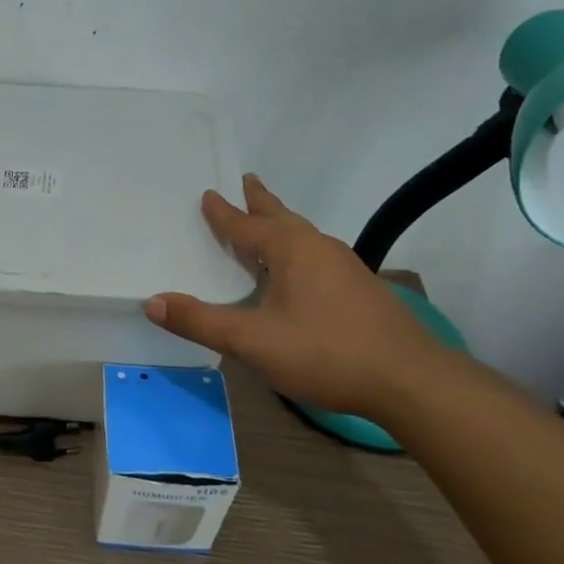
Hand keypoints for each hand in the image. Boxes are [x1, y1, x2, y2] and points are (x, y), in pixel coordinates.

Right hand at [144, 175, 451, 420]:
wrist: (411, 381)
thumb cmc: (325, 353)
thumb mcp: (252, 342)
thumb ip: (201, 322)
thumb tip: (152, 303)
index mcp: (290, 250)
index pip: (246, 226)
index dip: (223, 213)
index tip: (208, 194)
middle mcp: (318, 248)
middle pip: (282, 217)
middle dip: (261, 202)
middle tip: (247, 182)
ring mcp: (346, 268)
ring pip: (304, 236)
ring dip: (281, 225)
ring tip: (269, 224)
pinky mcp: (362, 290)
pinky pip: (318, 256)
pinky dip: (298, 251)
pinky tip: (301, 273)